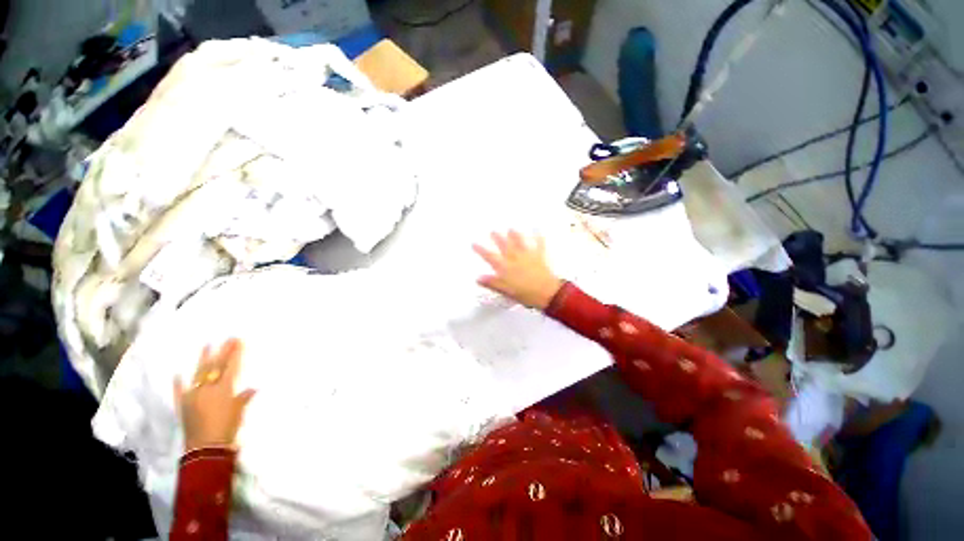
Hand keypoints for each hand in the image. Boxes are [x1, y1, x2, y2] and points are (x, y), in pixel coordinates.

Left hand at [174, 339, 255, 451]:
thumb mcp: (239, 412)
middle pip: (216, 366)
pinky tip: (177, 374)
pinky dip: (178, 383)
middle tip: (228, 338)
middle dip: (223, 351)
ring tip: (207, 345)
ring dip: (203, 359)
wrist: (205, 448)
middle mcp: (207, 388)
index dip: (235, 354)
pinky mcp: (182, 405)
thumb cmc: (227, 428)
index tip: (239, 341)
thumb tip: (252, 388)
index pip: (231, 367)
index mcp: (223, 389)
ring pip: (198, 373)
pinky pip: (179, 391)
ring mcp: (192, 395)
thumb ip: (243, 398)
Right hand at [473, 230, 563, 310]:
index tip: (474, 243)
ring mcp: (527, 256)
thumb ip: (492, 283)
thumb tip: (478, 278)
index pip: (490, 257)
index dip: (481, 250)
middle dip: (498, 238)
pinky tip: (538, 230)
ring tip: (511, 229)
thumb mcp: (505, 290)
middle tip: (493, 231)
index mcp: (505, 267)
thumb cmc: (525, 293)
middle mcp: (515, 259)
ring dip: (515, 235)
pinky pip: (539, 245)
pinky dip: (539, 237)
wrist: (546, 293)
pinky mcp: (539, 257)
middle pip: (504, 246)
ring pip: (519, 243)